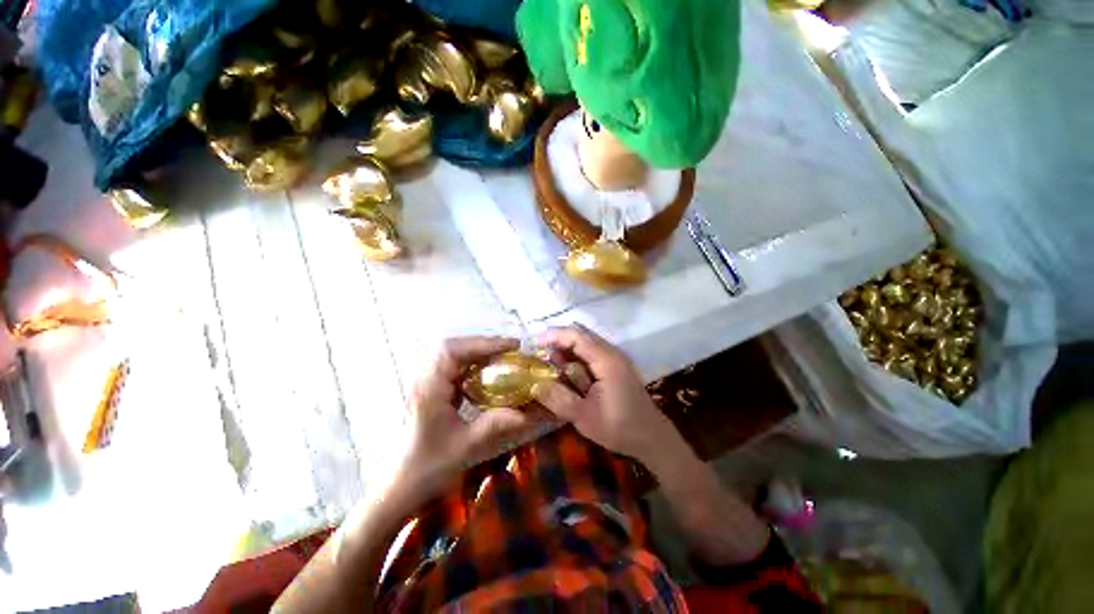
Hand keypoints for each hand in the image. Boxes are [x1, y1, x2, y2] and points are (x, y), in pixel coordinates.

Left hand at [398, 337, 537, 502]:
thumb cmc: (430, 465)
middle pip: (453, 346)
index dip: (483, 343)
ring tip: (504, 354)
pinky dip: (474, 361)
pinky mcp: (433, 388)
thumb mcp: (467, 445)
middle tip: (511, 348)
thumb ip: (495, 425)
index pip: (453, 351)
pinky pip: (455, 365)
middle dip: (484, 343)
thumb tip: (527, 412)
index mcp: (429, 390)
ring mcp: (427, 382)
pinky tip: (489, 369)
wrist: (403, 482)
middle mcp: (425, 380)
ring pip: (453, 353)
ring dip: (479, 350)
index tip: (511, 346)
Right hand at [533, 325, 680, 463]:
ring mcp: (615, 358)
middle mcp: (612, 352)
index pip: (576, 336)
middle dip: (558, 341)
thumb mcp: (584, 418)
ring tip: (549, 364)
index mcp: (606, 360)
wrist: (652, 437)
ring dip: (567, 349)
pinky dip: (576, 357)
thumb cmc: (620, 428)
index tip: (534, 343)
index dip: (553, 335)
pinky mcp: (615, 366)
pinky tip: (567, 371)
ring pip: (586, 343)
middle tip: (539, 354)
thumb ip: (558, 399)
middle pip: (581, 335)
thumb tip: (533, 385)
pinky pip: (591, 353)